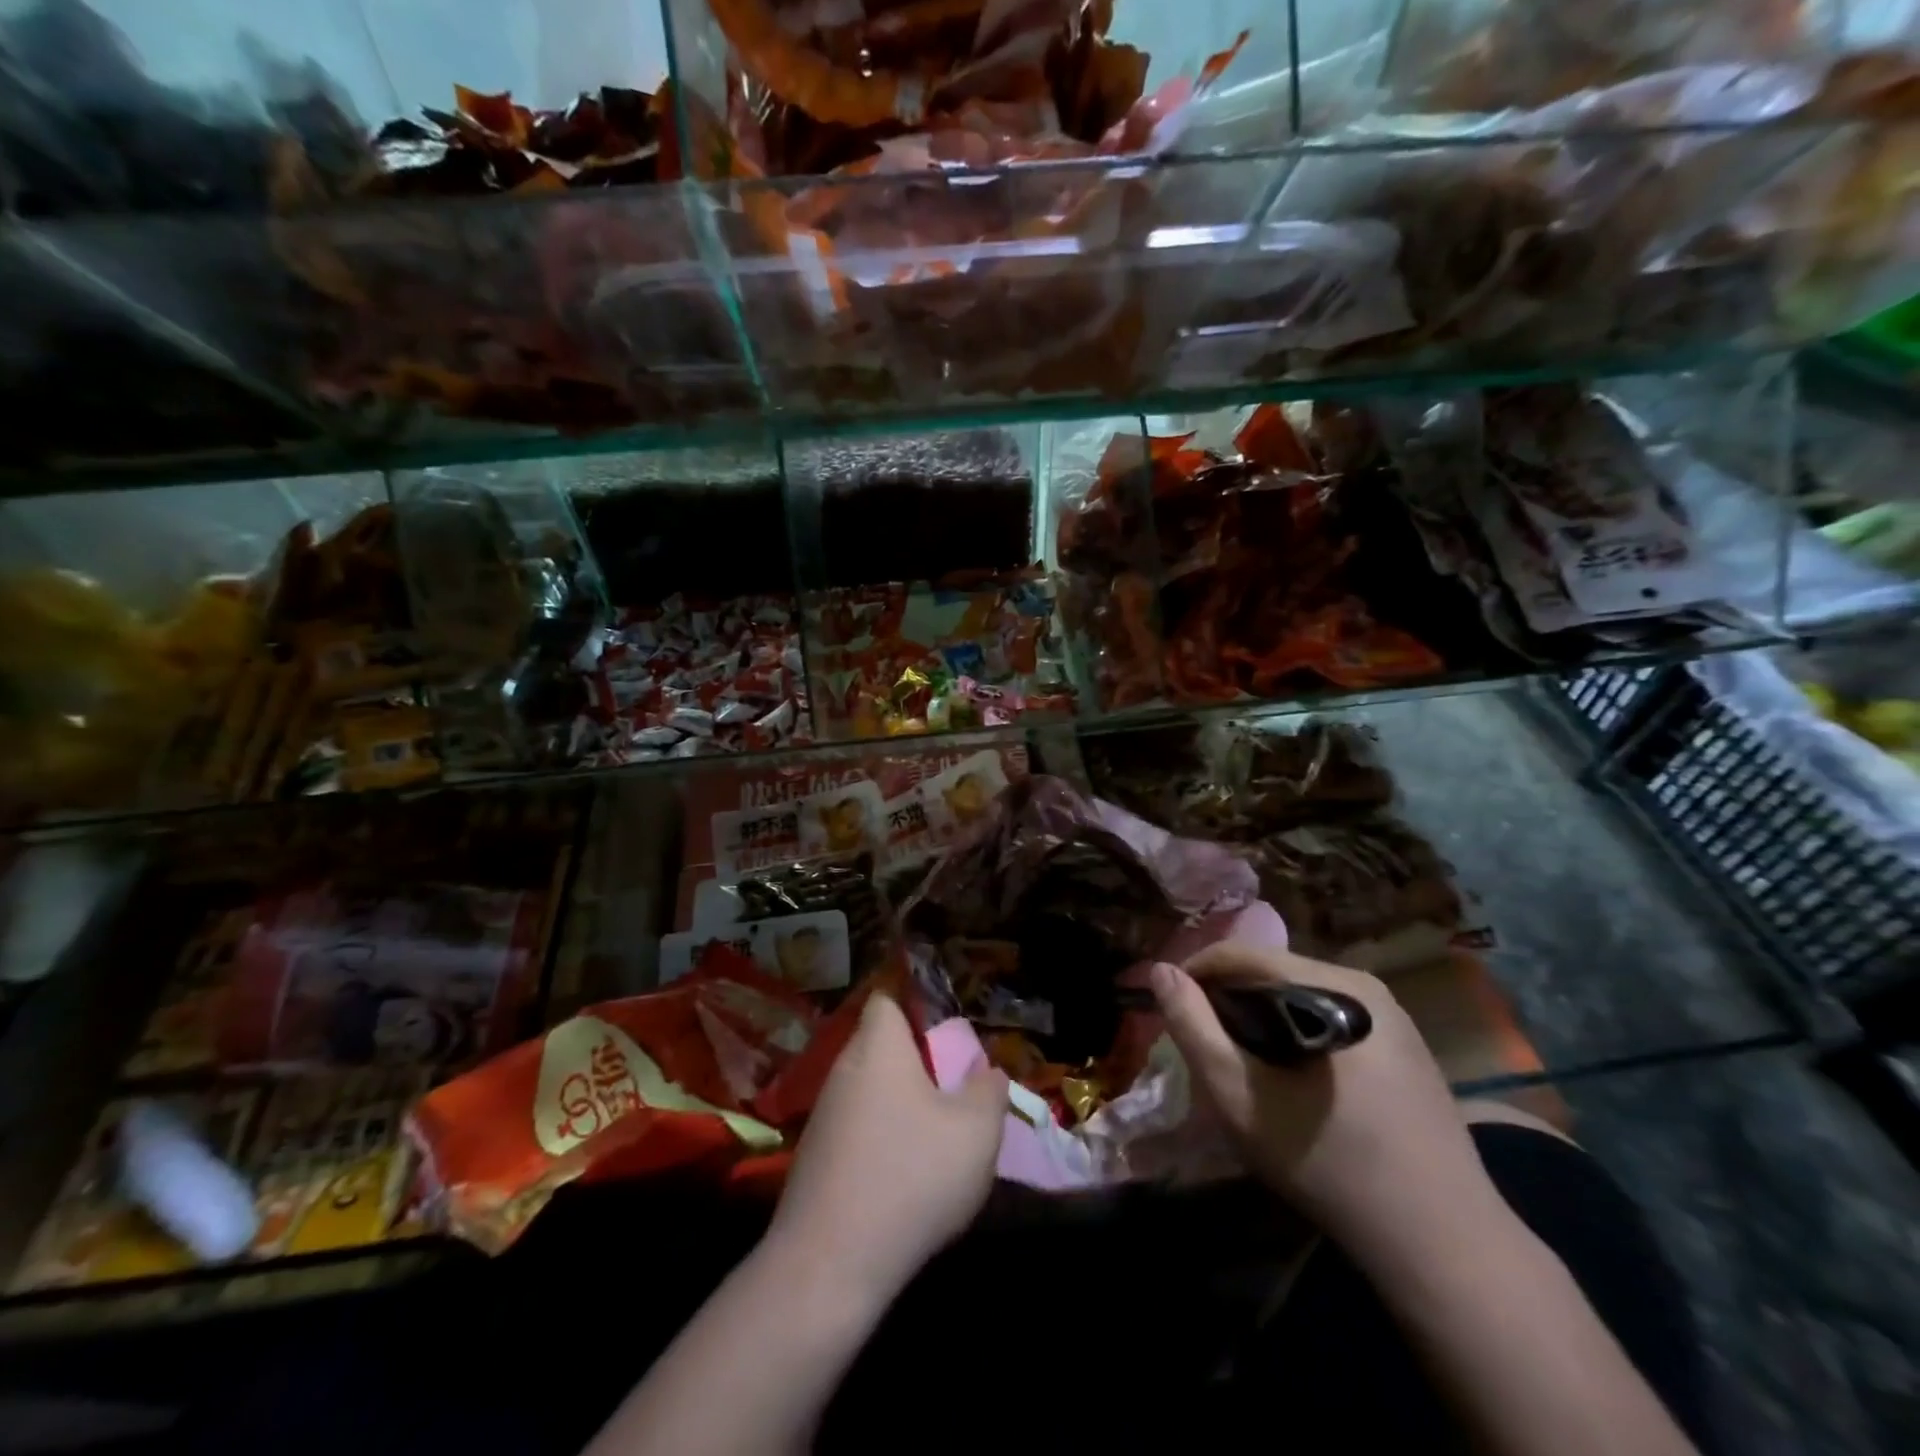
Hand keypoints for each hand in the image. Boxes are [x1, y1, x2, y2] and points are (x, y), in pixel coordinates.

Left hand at [768, 992, 1006, 1300]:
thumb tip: (987, 1072)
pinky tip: (904, 1176)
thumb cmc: (911, 1176)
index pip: (887, 998)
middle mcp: (844, 1069)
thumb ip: (989, 1091)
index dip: (916, 1003)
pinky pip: (857, 1129)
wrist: (828, 1265)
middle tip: (954, 1087)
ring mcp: (824, 1115)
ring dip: (901, 1104)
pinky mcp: (815, 1158)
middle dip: (917, 1061)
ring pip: (871, 1090)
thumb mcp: (976, 1131)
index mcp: (878, 1047)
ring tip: (936, 1136)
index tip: (946, 1029)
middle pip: (882, 1046)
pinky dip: (881, 1139)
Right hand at [1152, 943, 1498, 1261]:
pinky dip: (1295, 1032)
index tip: (1168, 1010)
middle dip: (1227, 999)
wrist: (1443, 1246)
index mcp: (1333, 986)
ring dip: (1260, 1016)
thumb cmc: (1330, 1164)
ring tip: (1240, 1060)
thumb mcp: (1240, 1096)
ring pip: (1299, 994)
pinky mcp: (1404, 1045)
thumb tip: (1159, 971)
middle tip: (1203, 1044)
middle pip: (1272, 971)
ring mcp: (1392, 1015)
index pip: (1242, 954)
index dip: (1194, 974)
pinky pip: (1329, 1015)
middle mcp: (1366, 985)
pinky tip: (1290, 1076)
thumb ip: (1193, 1027)